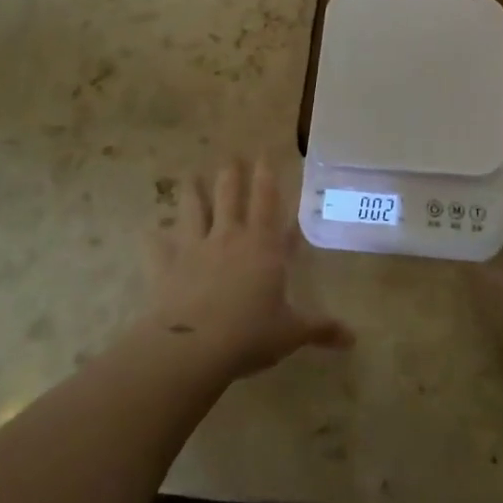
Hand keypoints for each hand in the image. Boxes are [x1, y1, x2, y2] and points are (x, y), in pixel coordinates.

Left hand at [144, 156, 352, 379]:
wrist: (194, 348)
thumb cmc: (250, 334)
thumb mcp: (291, 333)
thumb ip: (321, 329)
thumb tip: (353, 339)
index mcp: (262, 245)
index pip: (266, 201)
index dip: (266, 176)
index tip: (264, 154)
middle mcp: (228, 237)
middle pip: (228, 195)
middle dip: (231, 174)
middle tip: (231, 157)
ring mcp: (194, 248)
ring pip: (192, 209)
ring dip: (192, 191)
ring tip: (191, 176)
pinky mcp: (165, 266)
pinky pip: (156, 245)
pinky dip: (153, 237)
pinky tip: (149, 230)